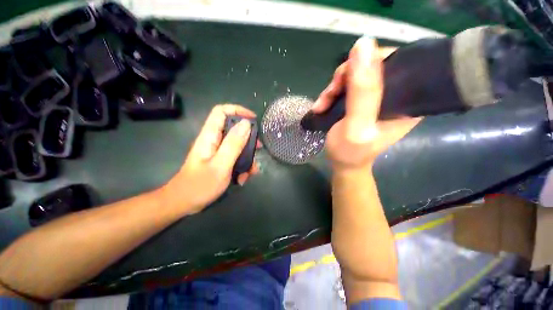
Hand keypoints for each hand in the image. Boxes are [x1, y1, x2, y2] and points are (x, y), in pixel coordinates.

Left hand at [160, 104, 260, 214]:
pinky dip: (242, 167)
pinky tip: (242, 179)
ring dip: (247, 158)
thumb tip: (246, 123)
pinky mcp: (220, 161)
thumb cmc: (200, 185)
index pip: (221, 112)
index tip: (253, 120)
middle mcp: (214, 141)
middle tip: (258, 148)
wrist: (184, 203)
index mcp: (210, 136)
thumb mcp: (221, 165)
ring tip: (251, 172)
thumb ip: (234, 144)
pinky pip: (235, 158)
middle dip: (249, 139)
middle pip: (234, 129)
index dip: (238, 110)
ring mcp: (217, 152)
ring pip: (238, 146)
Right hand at [311, 37, 420, 170]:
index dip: (369, 62)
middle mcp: (397, 95)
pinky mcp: (363, 102)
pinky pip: (347, 86)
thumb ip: (362, 92)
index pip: (396, 61)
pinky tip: (322, 105)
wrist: (342, 164)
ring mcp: (378, 98)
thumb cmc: (350, 152)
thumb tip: (363, 44)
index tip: (345, 80)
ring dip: (334, 88)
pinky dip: (332, 93)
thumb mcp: (356, 125)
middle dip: (345, 77)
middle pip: (372, 66)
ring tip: (321, 104)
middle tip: (329, 95)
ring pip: (356, 75)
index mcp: (408, 100)